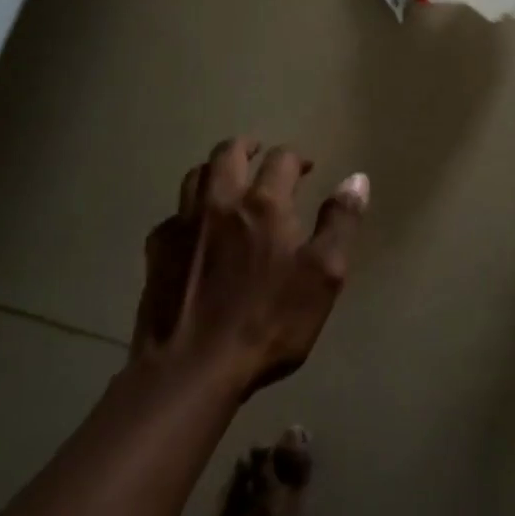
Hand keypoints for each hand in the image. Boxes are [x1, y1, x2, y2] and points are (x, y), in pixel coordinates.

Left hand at [136, 137, 368, 398]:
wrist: (192, 369)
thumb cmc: (268, 322)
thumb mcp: (323, 276)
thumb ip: (340, 222)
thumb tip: (357, 178)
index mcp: (265, 204)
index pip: (282, 159)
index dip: (296, 158)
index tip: (305, 168)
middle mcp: (221, 201)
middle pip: (229, 153)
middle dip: (247, 146)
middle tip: (259, 153)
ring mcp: (183, 224)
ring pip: (194, 175)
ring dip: (214, 169)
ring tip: (226, 179)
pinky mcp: (157, 252)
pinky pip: (172, 217)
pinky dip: (186, 212)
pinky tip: (193, 230)